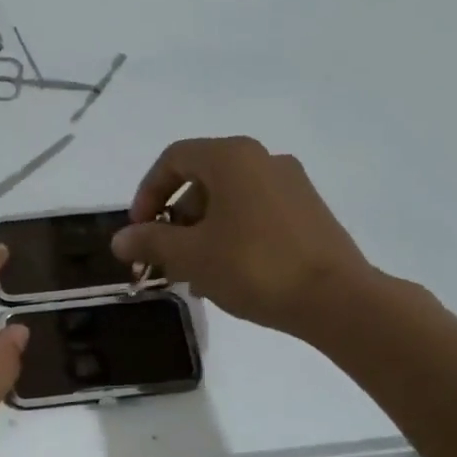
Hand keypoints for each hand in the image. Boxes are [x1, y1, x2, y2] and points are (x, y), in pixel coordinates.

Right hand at [111, 136, 378, 336]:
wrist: (336, 298)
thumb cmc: (254, 266)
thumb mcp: (191, 255)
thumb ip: (150, 241)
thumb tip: (120, 239)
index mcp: (232, 158)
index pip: (173, 159)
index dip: (147, 192)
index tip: (139, 230)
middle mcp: (263, 160)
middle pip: (201, 180)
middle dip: (174, 219)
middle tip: (163, 257)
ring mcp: (290, 185)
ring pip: (228, 201)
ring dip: (200, 233)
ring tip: (191, 276)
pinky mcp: (308, 211)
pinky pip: (254, 214)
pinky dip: (230, 236)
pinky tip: (225, 276)